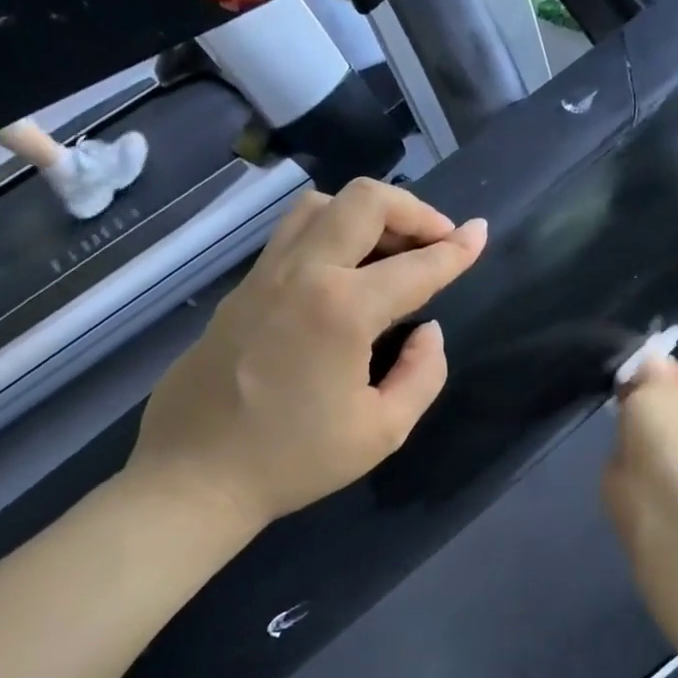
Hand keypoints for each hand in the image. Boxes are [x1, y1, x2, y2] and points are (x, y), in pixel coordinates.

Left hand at [129, 179, 487, 525]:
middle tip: (436, 240)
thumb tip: (428, 331)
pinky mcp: (241, 290)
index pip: (415, 266)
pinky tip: (344, 274)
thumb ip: (422, 374)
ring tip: (389, 251)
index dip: (456, 250)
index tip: (480, 235)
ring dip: (365, 214)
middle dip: (413, 210)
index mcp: (343, 309)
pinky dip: (330, 234)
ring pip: (319, 205)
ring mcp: (264, 276)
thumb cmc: (296, 460)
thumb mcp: (382, 431)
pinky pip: (291, 236)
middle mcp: (303, 274)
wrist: (196, 475)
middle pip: (363, 201)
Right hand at [603, 355, 677, 553]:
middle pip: (670, 401)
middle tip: (620, 392)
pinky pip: (641, 452)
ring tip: (616, 418)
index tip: (630, 370)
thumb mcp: (655, 382)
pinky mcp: (661, 478)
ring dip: (637, 424)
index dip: (656, 368)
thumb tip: (649, 365)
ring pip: (654, 427)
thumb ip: (650, 370)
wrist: (658, 492)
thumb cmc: (665, 429)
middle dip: (645, 397)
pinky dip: (629, 449)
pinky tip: (617, 445)